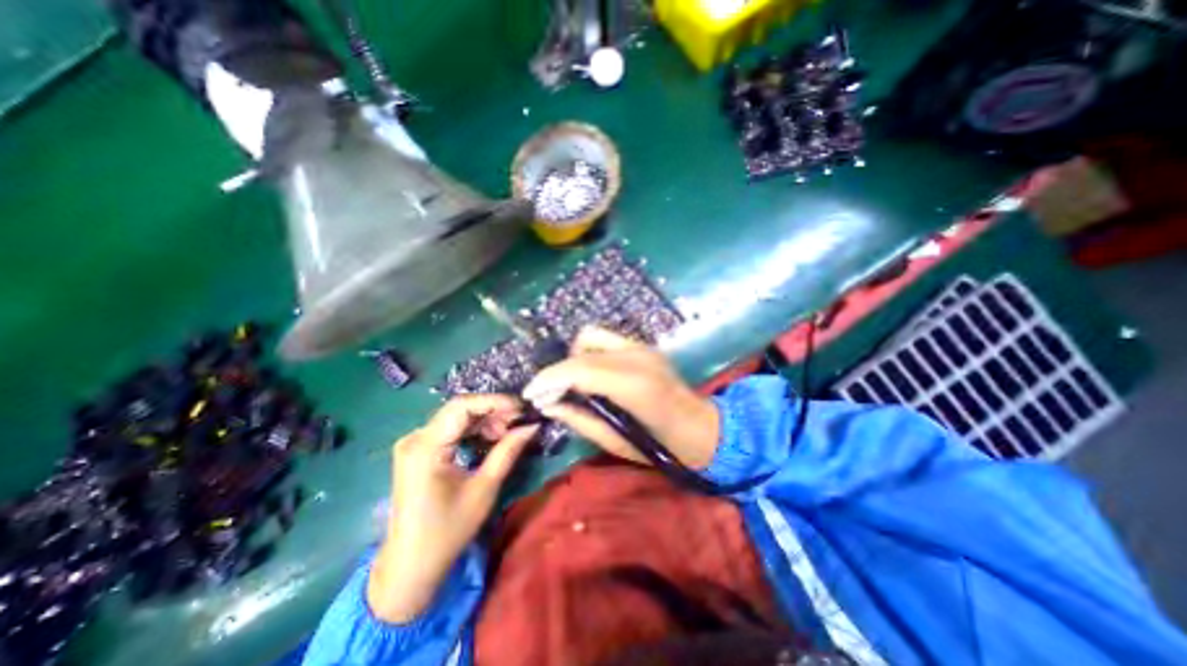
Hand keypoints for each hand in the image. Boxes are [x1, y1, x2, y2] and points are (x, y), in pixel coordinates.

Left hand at [369, 393, 539, 620]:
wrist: (410, 566)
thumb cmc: (448, 531)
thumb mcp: (484, 489)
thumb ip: (508, 451)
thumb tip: (532, 426)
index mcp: (426, 447)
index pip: (462, 407)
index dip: (494, 402)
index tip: (521, 407)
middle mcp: (415, 438)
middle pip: (459, 409)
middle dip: (492, 411)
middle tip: (519, 421)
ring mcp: (414, 444)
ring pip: (456, 417)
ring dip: (485, 420)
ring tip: (507, 432)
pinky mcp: (418, 450)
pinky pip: (450, 429)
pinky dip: (473, 430)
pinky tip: (490, 438)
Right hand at [521, 327, 723, 468]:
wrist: (704, 429)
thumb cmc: (664, 447)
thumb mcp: (617, 442)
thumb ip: (580, 420)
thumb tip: (549, 405)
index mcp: (634, 384)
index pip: (579, 369)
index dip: (549, 379)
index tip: (531, 394)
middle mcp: (637, 356)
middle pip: (582, 349)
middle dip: (557, 370)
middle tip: (549, 394)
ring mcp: (642, 346)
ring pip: (591, 336)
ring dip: (574, 358)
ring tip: (571, 384)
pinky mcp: (644, 346)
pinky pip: (605, 340)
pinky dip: (589, 354)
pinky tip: (590, 376)